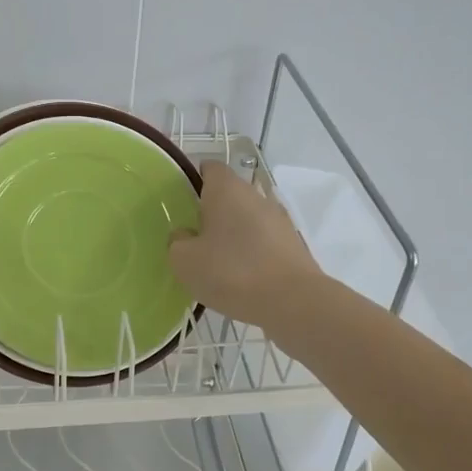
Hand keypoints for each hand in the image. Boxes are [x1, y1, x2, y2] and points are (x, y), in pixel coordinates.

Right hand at [168, 161, 323, 329]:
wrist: (293, 303)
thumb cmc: (231, 272)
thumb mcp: (185, 261)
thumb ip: (177, 242)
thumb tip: (185, 235)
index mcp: (227, 189)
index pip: (209, 168)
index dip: (194, 180)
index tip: (182, 202)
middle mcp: (255, 196)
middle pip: (230, 194)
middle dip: (212, 211)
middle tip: (194, 238)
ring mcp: (279, 220)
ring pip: (248, 219)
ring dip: (234, 234)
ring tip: (217, 263)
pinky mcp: (293, 245)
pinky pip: (264, 242)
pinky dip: (252, 253)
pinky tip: (242, 279)